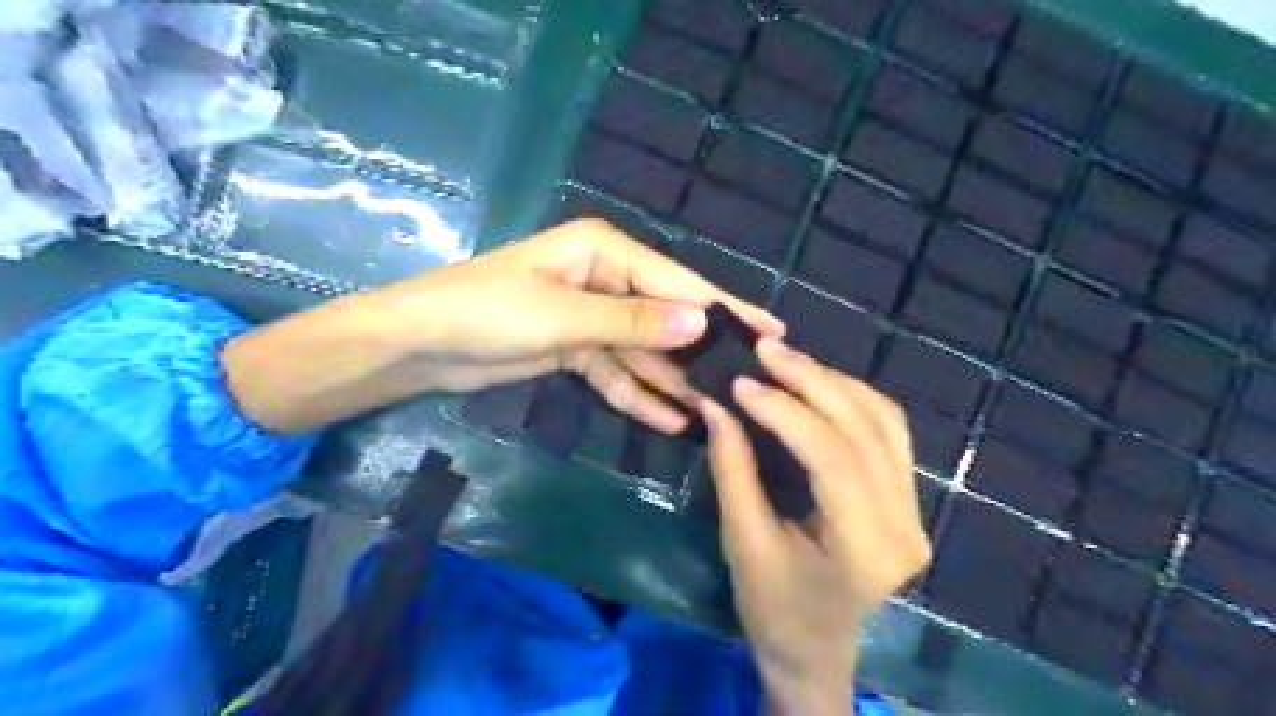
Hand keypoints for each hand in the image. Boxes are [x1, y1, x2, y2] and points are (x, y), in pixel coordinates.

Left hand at [374, 219, 783, 430]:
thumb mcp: (564, 316)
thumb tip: (702, 322)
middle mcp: (604, 278)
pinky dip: (638, 394)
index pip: (676, 283)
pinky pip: (616, 372)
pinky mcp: (575, 348)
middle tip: (746, 385)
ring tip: (714, 412)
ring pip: (643, 351)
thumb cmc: (486, 312)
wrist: (420, 345)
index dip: (723, 308)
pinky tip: (671, 419)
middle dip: (700, 352)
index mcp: (604, 252)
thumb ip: (633, 322)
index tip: (771, 332)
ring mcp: (590, 316)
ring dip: (672, 381)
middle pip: (664, 318)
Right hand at [697, 341, 929, 714]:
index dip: (786, 411)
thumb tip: (717, 404)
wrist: (816, 652)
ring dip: (833, 382)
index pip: (832, 457)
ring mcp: (915, 510)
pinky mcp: (908, 499)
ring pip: (883, 421)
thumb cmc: (773, 610)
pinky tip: (818, 383)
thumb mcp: (743, 542)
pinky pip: (887, 431)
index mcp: (866, 549)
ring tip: (785, 361)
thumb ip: (733, 469)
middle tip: (764, 351)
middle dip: (811, 381)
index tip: (742, 382)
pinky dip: (852, 398)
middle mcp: (905, 524)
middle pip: (865, 429)